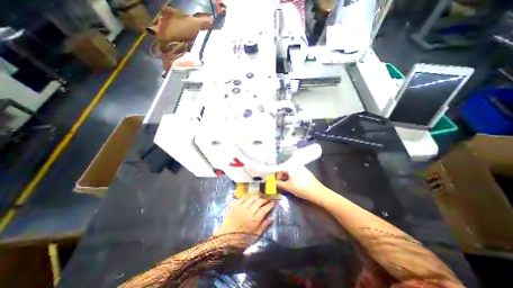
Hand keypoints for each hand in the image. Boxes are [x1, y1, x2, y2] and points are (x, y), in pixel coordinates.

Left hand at [214, 195, 276, 235]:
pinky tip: (249, 198)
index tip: (273, 202)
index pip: (265, 209)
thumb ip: (264, 226)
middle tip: (267, 198)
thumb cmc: (242, 240)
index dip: (270, 205)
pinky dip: (247, 197)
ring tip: (259, 196)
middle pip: (258, 201)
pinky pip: (242, 198)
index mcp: (254, 220)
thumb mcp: (256, 236)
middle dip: (264, 199)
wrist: (225, 240)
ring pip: (251, 198)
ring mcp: (240, 207)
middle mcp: (248, 211)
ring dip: (256, 196)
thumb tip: (272, 218)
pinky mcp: (234, 206)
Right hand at [276, 167, 323, 200]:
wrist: (317, 192)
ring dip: (287, 177)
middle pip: (286, 170)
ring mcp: (302, 168)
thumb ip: (279, 184)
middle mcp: (296, 165)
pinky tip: (294, 184)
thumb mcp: (288, 187)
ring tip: (287, 185)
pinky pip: (296, 173)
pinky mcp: (306, 172)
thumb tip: (273, 183)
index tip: (276, 183)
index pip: (280, 170)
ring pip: (291, 171)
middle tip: (281, 184)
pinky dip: (293, 177)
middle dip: (282, 177)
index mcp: (290, 166)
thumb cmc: (300, 188)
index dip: (277, 177)